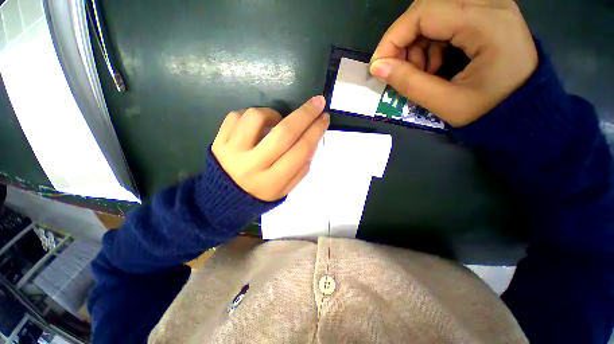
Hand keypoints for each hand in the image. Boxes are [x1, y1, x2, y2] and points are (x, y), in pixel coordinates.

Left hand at [211, 96, 328, 201]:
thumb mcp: (285, 189)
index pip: (301, 150)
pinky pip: (236, 116)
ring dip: (274, 113)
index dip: (316, 131)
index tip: (324, 118)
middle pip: (284, 133)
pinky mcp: (218, 141)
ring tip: (277, 121)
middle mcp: (253, 165)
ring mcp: (232, 151)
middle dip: (305, 114)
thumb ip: (302, 168)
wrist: (224, 198)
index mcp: (273, 181)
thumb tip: (313, 142)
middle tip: (318, 102)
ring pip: (257, 117)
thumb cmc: (260, 194)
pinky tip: (258, 124)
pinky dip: (252, 114)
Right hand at [370, 0, 537, 126]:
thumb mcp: (446, 103)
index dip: (393, 39)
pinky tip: (434, 64)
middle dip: (404, 40)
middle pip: (426, 7)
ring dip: (417, 43)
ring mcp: (489, 5)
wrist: (524, 109)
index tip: (377, 66)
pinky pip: (444, 18)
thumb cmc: (491, 111)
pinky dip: (430, 42)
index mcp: (487, 24)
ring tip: (421, 72)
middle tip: (400, 70)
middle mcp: (490, 3)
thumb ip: (409, 84)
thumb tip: (377, 68)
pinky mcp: (484, 13)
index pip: (424, 13)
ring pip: (433, 12)